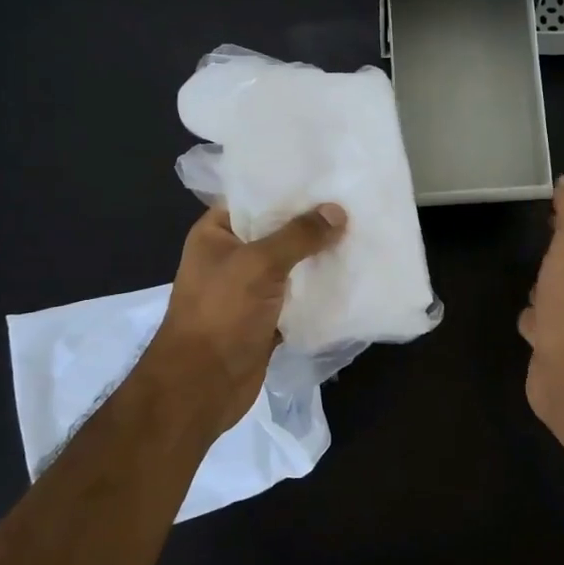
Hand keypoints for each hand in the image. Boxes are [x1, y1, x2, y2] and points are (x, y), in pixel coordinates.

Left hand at [149, 203, 346, 423]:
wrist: (202, 386)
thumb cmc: (221, 314)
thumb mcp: (258, 265)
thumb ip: (298, 236)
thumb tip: (336, 211)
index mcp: (216, 234)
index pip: (255, 198)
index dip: (289, 189)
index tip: (329, 178)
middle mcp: (231, 257)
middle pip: (278, 232)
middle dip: (313, 224)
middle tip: (356, 206)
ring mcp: (249, 290)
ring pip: (291, 266)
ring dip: (320, 258)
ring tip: (361, 236)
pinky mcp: (266, 318)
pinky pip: (298, 297)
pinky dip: (319, 291)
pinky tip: (352, 277)